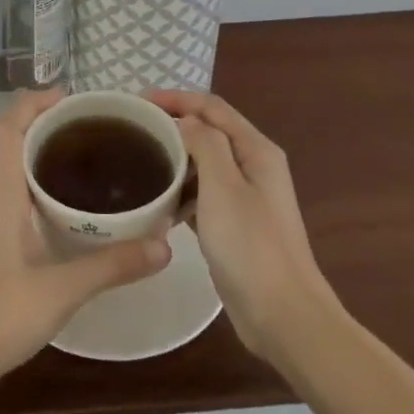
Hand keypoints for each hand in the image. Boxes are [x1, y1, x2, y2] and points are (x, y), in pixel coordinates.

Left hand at [0, 90, 172, 392]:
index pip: (10, 124)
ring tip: (83, 168)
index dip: (37, 101)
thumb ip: (113, 265)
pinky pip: (7, 196)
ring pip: (9, 172)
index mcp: (0, 191)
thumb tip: (165, 244)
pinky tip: (59, 213)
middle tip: (95, 136)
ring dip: (39, 161)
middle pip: (12, 143)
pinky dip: (32, 188)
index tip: (73, 99)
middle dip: (49, 131)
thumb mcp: (63, 290)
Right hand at [145, 91, 330, 361]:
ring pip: (204, 164)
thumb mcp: (222, 185)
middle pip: (208, 132)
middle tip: (131, 130)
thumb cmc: (250, 245)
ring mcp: (246, 198)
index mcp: (256, 150)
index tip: (136, 102)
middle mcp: (254, 166)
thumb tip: (181, 121)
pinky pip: (203, 195)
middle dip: (172, 125)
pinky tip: (157, 203)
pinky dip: (181, 191)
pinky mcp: (236, 226)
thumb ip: (203, 142)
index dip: (175, 98)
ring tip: (137, 162)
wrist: (283, 315)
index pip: (211, 106)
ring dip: (174, 158)